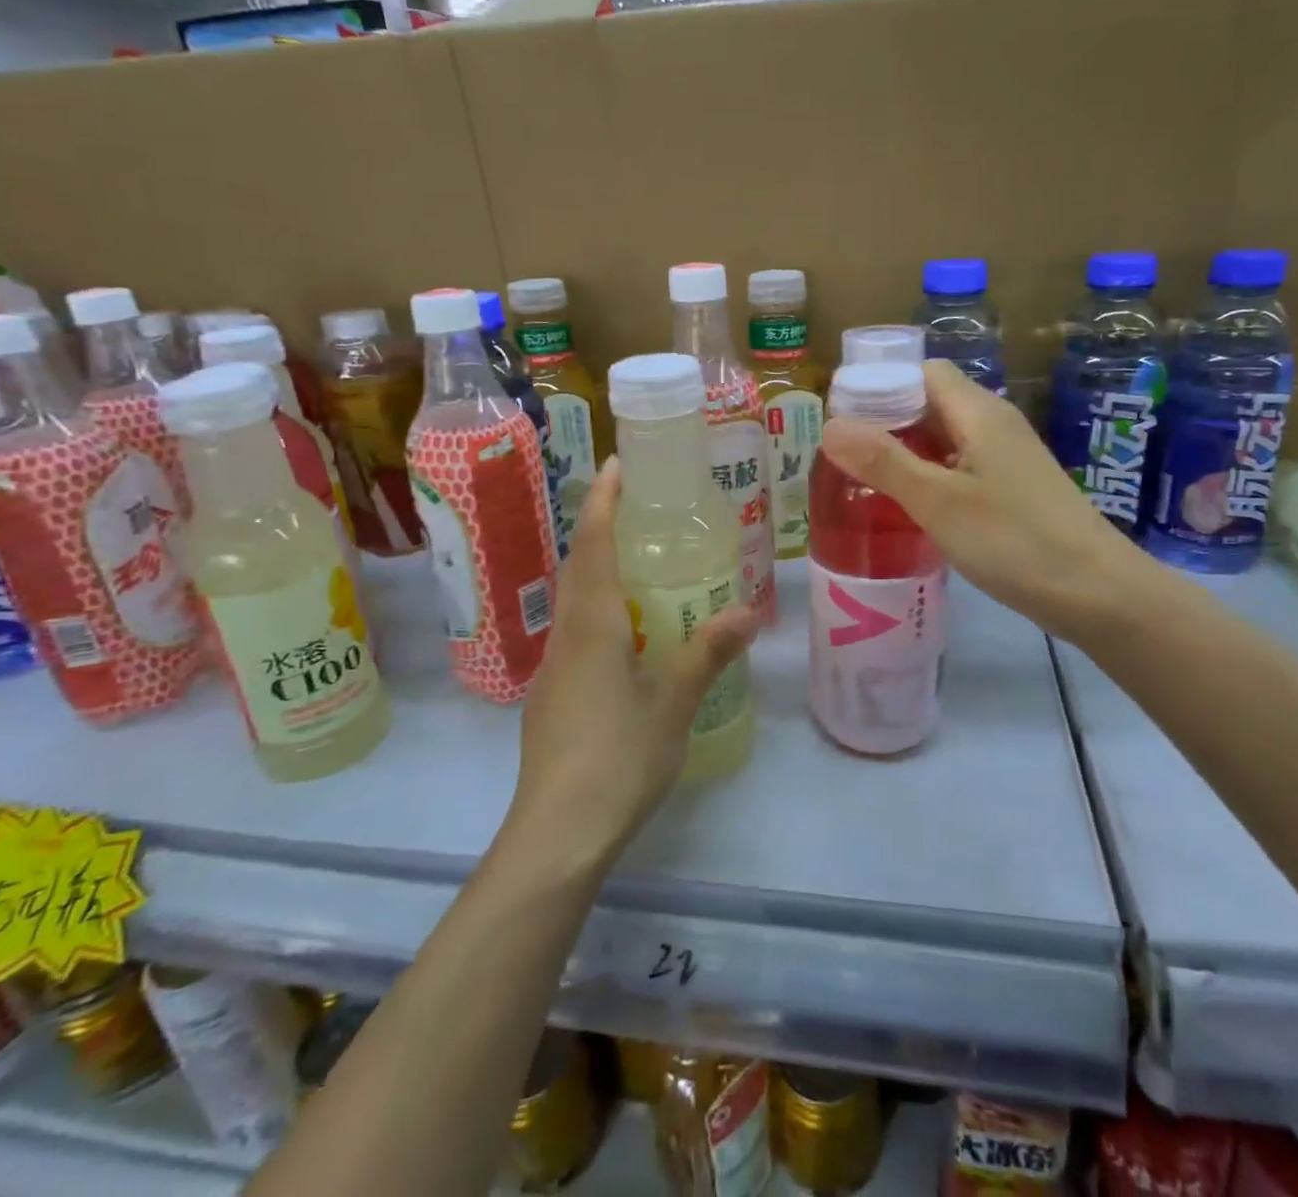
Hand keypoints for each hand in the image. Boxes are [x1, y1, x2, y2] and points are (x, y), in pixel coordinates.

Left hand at [510, 458, 759, 862]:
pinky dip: (597, 612)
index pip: (593, 545)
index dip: (603, 501)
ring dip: (597, 571)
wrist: (556, 832)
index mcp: (593, 626)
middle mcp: (565, 637)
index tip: (616, 465)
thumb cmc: (619, 758)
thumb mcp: (673, 703)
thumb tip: (747, 612)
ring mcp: (552, 669)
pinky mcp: (550, 698)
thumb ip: (707, 653)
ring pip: (573, 602)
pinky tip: (625, 636)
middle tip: (637, 508)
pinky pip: (574, 634)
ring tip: (638, 565)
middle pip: (578, 567)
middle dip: (600, 529)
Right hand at [820, 360, 1144, 635]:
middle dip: (884, 422)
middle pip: (930, 403)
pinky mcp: (1012, 489)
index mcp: (979, 412)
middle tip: (843, 456)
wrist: (1099, 593)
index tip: (841, 420)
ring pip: (944, 437)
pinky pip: (959, 466)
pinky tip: (908, 506)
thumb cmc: (1015, 541)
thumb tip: (830, 426)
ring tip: (863, 481)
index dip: (879, 387)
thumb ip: (884, 462)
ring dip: (905, 452)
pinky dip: (928, 476)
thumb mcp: (939, 501)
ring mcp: (1006, 458)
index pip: (921, 373)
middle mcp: (994, 424)